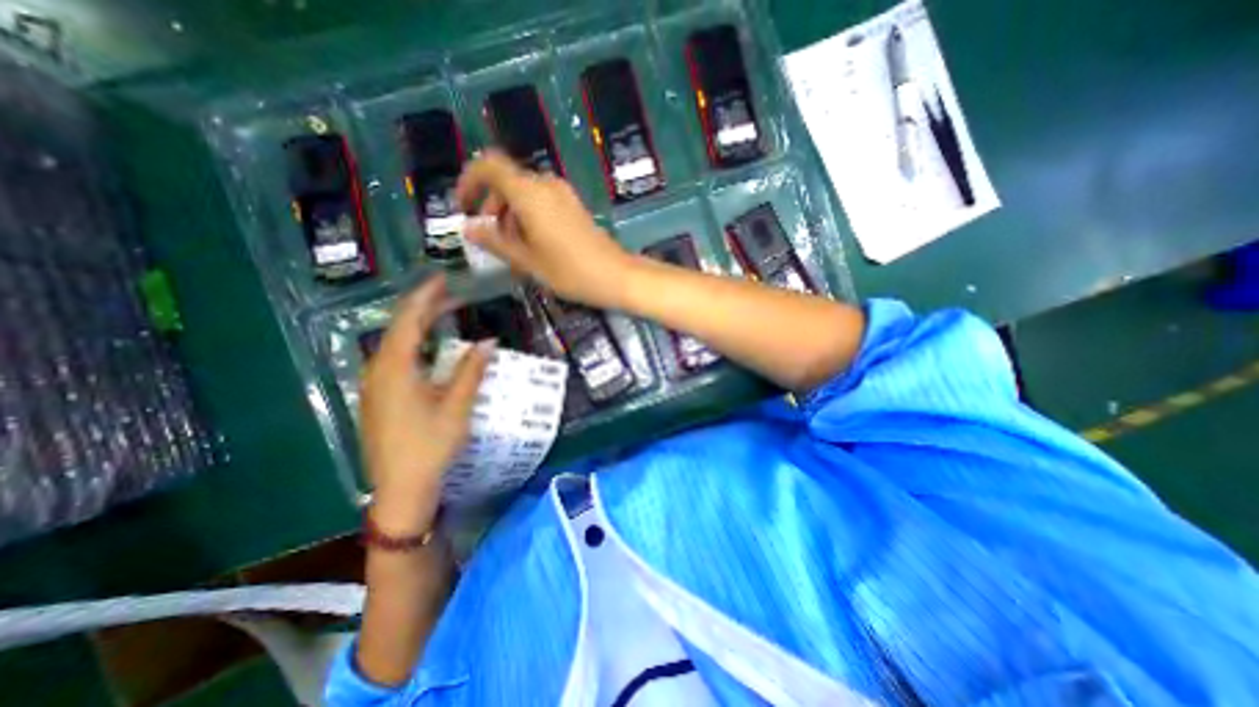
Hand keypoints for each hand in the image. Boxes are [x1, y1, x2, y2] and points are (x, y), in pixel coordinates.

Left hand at [363, 276, 493, 536]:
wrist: (400, 487)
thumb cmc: (430, 445)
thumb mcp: (457, 406)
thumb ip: (472, 370)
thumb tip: (489, 341)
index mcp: (395, 368)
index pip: (408, 320)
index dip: (425, 296)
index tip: (442, 278)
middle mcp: (379, 370)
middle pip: (399, 328)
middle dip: (424, 308)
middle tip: (451, 294)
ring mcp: (375, 385)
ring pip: (396, 343)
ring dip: (419, 325)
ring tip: (443, 314)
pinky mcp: (379, 397)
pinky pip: (395, 358)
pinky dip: (414, 343)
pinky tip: (429, 348)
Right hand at [456, 150, 640, 305]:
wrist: (615, 275)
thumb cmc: (570, 271)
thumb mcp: (528, 261)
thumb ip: (495, 242)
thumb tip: (468, 229)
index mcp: (530, 193)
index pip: (488, 166)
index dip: (469, 181)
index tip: (463, 206)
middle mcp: (546, 185)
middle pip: (507, 182)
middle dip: (492, 207)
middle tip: (490, 239)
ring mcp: (563, 194)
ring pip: (524, 194)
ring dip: (510, 215)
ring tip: (512, 249)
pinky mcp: (573, 206)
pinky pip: (542, 202)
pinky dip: (528, 217)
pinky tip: (532, 245)